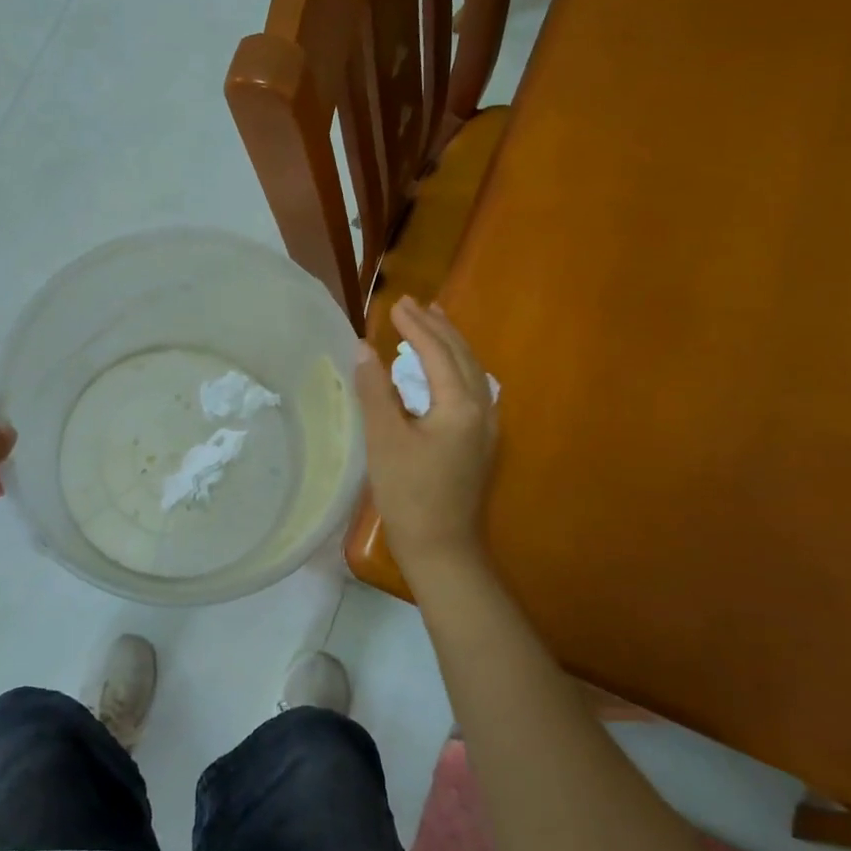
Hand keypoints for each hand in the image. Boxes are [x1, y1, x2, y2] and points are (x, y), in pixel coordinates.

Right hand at [353, 297, 497, 577]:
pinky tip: (444, 368)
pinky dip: (455, 366)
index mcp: (460, 404)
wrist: (442, 548)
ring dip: (450, 343)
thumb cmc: (408, 494)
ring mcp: (485, 426)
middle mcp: (481, 408)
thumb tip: (364, 348)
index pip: (437, 352)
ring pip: (471, 370)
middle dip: (437, 326)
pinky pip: (472, 387)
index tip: (395, 303)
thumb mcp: (384, 439)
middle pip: (462, 355)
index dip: (415, 326)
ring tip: (432, 322)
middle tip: (414, 303)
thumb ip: (375, 390)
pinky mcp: (479, 441)